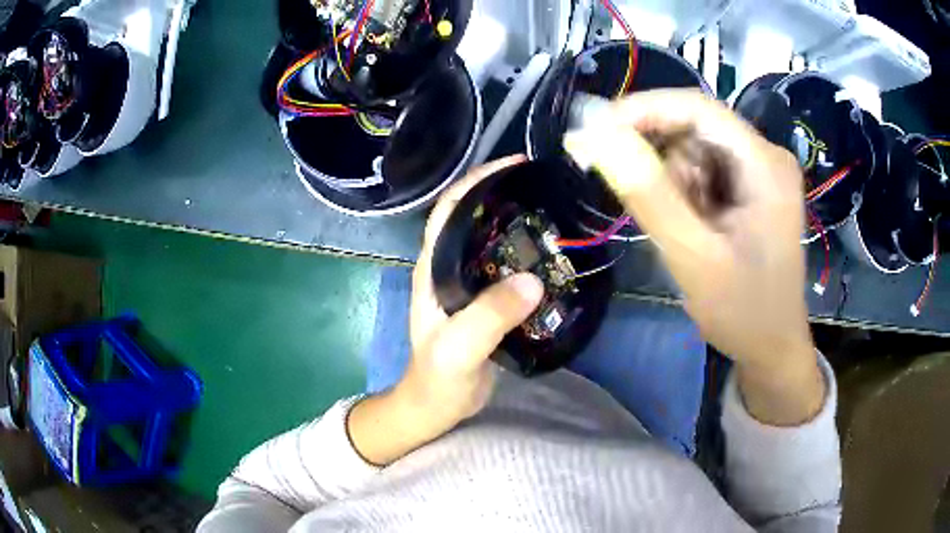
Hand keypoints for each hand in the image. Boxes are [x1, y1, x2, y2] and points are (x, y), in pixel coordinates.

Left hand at [348, 156, 544, 464]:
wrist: (436, 407)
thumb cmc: (438, 379)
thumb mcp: (459, 349)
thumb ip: (488, 317)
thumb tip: (532, 281)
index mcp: (433, 268)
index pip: (449, 209)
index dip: (477, 180)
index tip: (514, 165)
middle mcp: (448, 267)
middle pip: (473, 217)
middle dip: (503, 193)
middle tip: (544, 185)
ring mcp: (467, 284)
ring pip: (492, 240)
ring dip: (517, 221)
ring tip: (554, 211)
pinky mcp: (484, 301)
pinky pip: (507, 266)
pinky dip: (527, 253)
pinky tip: (551, 253)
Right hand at [564, 90, 823, 424]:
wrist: (772, 347)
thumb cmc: (742, 311)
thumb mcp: (694, 258)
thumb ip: (649, 196)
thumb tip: (596, 138)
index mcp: (765, 165)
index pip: (697, 108)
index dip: (641, 110)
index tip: (594, 133)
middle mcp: (766, 156)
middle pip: (696, 128)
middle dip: (660, 160)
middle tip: (636, 201)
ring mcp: (761, 170)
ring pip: (696, 150)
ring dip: (673, 183)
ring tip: (681, 231)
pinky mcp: (753, 186)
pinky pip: (705, 170)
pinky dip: (686, 193)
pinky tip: (692, 227)